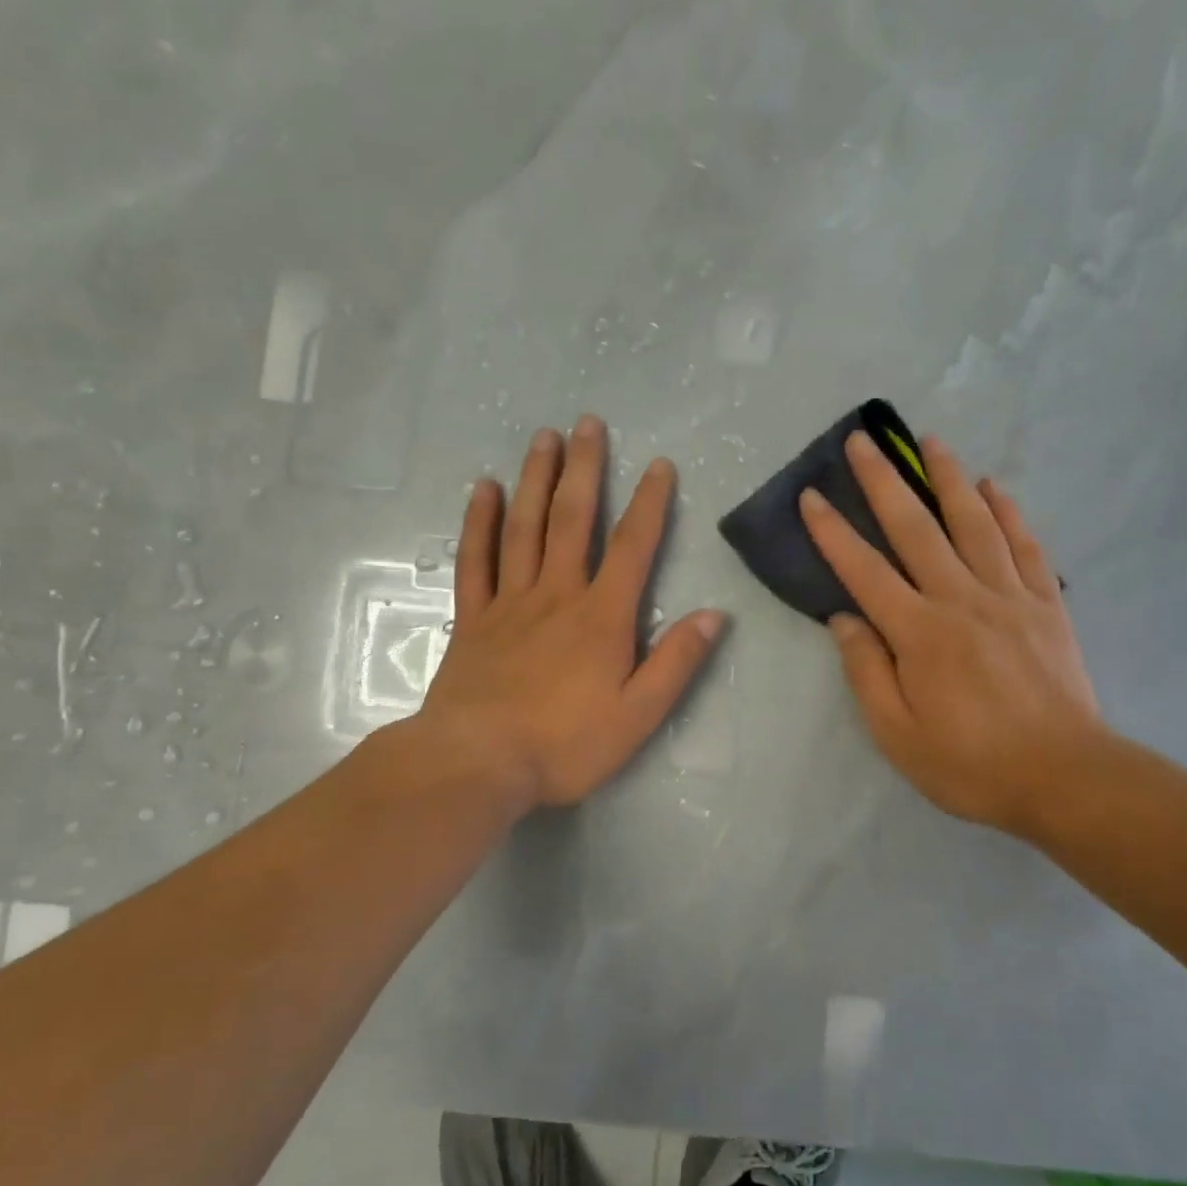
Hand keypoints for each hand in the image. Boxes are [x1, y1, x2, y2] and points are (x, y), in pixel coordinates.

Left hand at [410, 414, 725, 812]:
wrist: (476, 762)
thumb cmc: (565, 744)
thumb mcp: (638, 715)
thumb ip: (676, 663)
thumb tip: (714, 615)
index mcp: (601, 617)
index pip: (633, 547)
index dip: (650, 504)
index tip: (659, 465)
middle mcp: (556, 594)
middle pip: (572, 520)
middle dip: (584, 469)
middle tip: (588, 423)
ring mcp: (509, 603)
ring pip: (524, 527)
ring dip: (536, 480)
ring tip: (543, 438)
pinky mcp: (472, 619)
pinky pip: (475, 560)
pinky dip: (479, 522)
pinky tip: (484, 490)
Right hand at [800, 431, 1103, 838]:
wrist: (1064, 778)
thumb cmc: (970, 764)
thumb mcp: (897, 734)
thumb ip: (866, 672)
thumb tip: (844, 618)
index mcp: (919, 633)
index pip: (864, 571)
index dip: (833, 532)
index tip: (811, 496)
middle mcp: (961, 600)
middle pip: (916, 528)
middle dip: (884, 481)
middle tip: (863, 441)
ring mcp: (1008, 596)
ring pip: (974, 523)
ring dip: (948, 478)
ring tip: (930, 441)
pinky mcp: (1045, 605)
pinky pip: (1024, 546)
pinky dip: (1008, 512)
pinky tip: (993, 487)